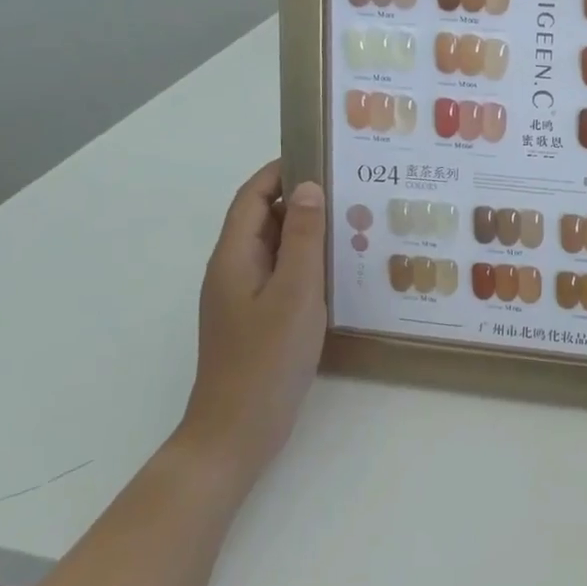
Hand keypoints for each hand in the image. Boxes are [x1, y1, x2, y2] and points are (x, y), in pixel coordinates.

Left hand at [177, 162, 327, 484]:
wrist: (237, 431)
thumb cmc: (266, 359)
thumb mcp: (294, 292)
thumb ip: (301, 238)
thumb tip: (308, 186)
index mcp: (234, 256)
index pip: (252, 196)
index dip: (280, 171)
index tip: (321, 155)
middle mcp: (233, 270)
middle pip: (262, 219)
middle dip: (300, 198)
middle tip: (349, 188)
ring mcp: (243, 297)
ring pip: (275, 249)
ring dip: (306, 231)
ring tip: (353, 222)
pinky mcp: (257, 320)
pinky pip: (282, 276)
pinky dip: (306, 262)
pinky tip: (339, 270)